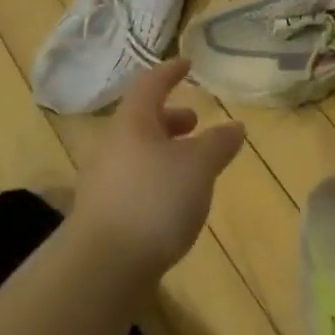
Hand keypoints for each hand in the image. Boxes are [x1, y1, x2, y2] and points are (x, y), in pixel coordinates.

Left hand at [72, 59, 245, 278]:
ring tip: (191, 167)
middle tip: (195, 123)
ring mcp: (103, 182)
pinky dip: (156, 179)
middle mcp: (112, 145)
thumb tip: (235, 126)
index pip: (151, 83)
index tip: (187, 64)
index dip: (170, 71)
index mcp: (133, 122)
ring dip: (165, 151)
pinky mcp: (102, 215)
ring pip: (137, 152)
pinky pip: (133, 181)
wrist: (99, 271)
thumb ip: (218, 143)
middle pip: (141, 119)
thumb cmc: (153, 201)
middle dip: (170, 118)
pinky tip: (173, 203)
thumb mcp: (199, 166)